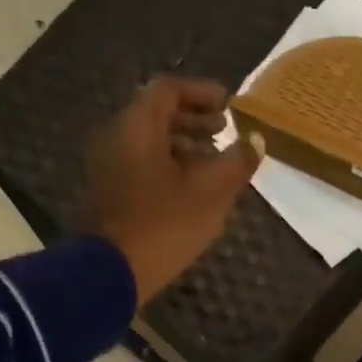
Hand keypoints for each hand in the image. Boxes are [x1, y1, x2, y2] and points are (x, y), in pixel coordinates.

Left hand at [86, 76, 264, 303]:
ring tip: (211, 163)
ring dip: (181, 145)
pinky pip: (138, 164)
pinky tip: (188, 188)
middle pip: (155, 114)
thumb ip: (236, 162)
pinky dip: (165, 165)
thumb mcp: (211, 194)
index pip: (169, 89)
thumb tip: (255, 141)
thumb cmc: (164, 225)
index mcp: (137, 125)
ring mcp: (105, 165)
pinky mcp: (106, 192)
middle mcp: (115, 135)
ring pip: (147, 141)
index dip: (201, 92)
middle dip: (192, 119)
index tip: (227, 105)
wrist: (110, 272)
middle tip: (223, 131)